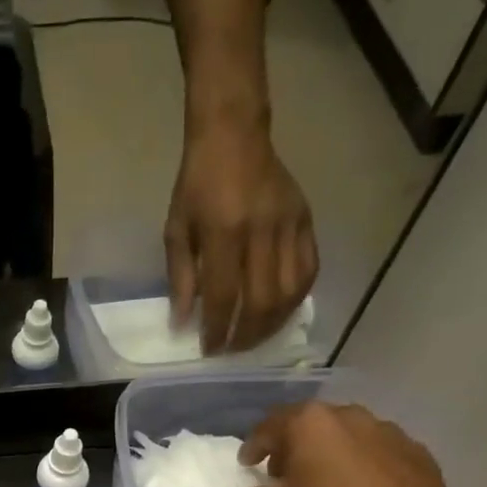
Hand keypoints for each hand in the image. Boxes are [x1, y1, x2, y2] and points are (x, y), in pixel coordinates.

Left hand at [165, 119, 317, 353]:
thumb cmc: (197, 185)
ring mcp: (289, 225)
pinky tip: (279, 313)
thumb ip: (180, 279)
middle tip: (231, 351)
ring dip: (271, 324)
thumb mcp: (176, 231)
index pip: (223, 296)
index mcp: (224, 232)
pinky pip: (309, 271)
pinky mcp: (306, 220)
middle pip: (260, 301)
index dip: (216, 330)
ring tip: (254, 338)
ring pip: (289, 292)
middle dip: (245, 335)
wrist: (234, 135)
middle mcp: (261, 231)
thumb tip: (183, 324)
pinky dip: (295, 299)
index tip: (209, 350)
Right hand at [230, 402, 470, 486]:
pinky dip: (361, 463)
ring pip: (344, 434)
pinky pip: (375, 451)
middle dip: (292, 446)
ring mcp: (384, 428)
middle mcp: (346, 415)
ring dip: (328, 452)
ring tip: (323, 480)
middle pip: (308, 425)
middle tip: (283, 472)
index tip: (247, 463)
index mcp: (308, 423)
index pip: (269, 427)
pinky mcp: (413, 448)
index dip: (254, 446)